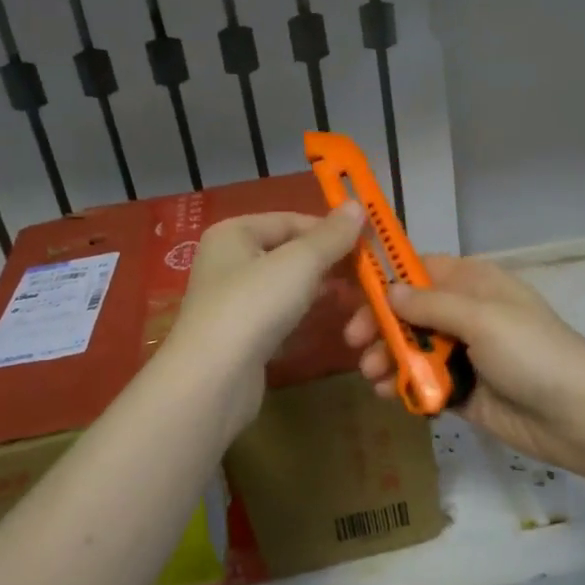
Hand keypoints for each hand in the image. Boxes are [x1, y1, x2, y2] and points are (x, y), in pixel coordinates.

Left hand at [170, 205, 365, 435]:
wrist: (214, 379)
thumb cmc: (254, 305)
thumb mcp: (300, 262)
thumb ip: (331, 235)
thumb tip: (358, 205)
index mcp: (234, 232)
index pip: (292, 220)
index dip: (331, 230)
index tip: (370, 245)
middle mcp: (229, 260)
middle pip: (290, 252)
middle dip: (329, 262)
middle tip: (369, 275)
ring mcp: (233, 300)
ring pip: (288, 285)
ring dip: (321, 289)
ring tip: (357, 297)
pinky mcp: (242, 335)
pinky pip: (281, 314)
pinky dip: (305, 313)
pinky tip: (329, 319)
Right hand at [344, 254, 584, 479]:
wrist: (580, 416)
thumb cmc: (532, 353)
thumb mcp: (482, 318)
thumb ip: (430, 305)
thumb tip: (387, 290)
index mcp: (474, 283)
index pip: (420, 270)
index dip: (386, 280)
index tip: (351, 294)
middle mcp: (466, 313)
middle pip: (409, 311)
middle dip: (380, 325)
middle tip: (354, 342)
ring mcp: (464, 353)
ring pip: (412, 348)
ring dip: (387, 357)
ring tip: (372, 375)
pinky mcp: (462, 390)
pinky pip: (424, 381)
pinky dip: (404, 384)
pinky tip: (388, 393)